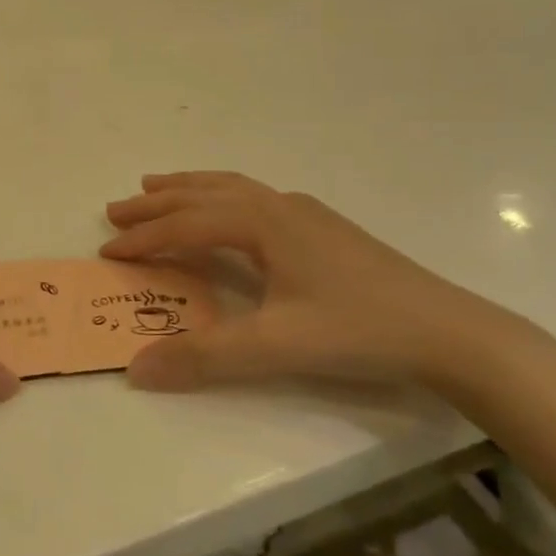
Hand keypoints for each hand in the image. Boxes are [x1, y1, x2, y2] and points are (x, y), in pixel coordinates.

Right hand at [102, 172, 544, 393]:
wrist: (449, 332)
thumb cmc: (358, 330)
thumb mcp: (274, 347)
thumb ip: (203, 357)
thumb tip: (135, 369)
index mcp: (263, 223)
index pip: (187, 225)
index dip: (144, 239)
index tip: (106, 250)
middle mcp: (280, 206)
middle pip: (204, 195)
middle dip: (157, 202)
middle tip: (117, 209)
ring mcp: (306, 214)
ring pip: (233, 188)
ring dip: (189, 189)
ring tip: (157, 186)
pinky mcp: (325, 229)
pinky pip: (255, 199)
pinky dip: (222, 197)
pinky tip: (230, 213)